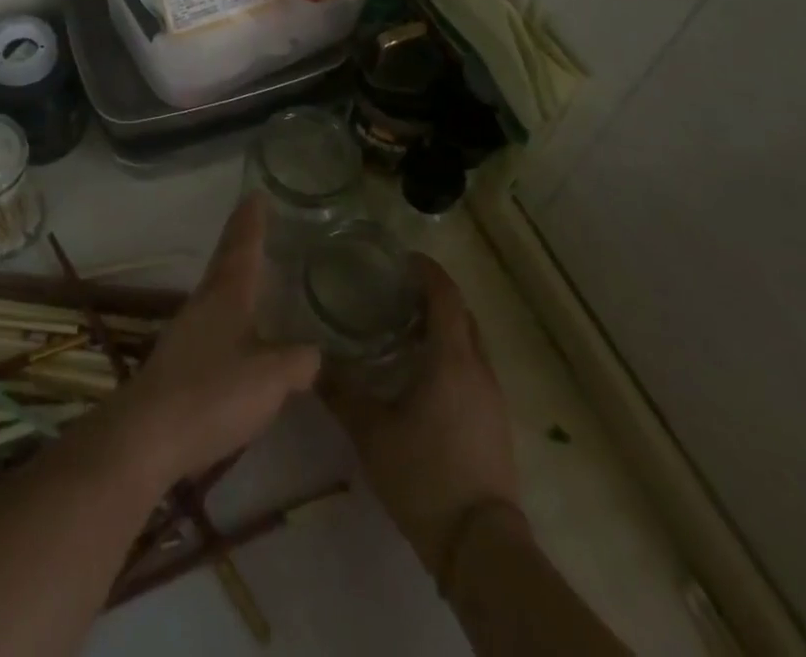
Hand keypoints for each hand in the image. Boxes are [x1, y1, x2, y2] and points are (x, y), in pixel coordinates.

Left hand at [107, 196, 320, 490]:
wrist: (147, 436)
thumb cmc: (212, 394)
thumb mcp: (269, 378)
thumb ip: (297, 361)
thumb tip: (314, 352)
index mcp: (226, 294)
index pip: (242, 245)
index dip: (251, 220)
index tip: (256, 193)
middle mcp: (203, 303)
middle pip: (226, 263)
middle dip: (243, 244)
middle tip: (261, 228)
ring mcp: (186, 331)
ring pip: (217, 293)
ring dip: (235, 281)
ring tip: (257, 279)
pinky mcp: (178, 361)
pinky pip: (212, 325)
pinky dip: (230, 317)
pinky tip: (240, 337)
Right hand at [323, 255, 521, 573]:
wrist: (481, 547)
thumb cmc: (425, 475)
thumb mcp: (372, 432)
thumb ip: (341, 392)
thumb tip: (311, 362)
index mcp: (452, 359)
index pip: (446, 296)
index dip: (427, 271)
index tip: (402, 259)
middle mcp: (478, 369)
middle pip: (462, 315)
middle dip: (434, 297)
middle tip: (396, 291)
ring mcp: (492, 397)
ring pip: (470, 343)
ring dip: (443, 328)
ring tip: (404, 328)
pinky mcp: (495, 422)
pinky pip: (473, 369)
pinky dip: (451, 355)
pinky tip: (422, 374)